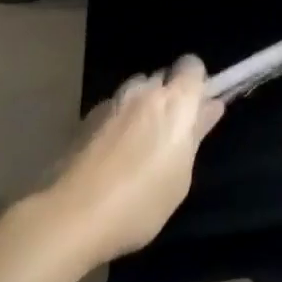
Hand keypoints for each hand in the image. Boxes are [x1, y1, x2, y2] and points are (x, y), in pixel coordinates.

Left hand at [46, 56, 224, 263]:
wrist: (70, 217)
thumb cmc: (140, 202)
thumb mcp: (181, 177)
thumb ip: (196, 135)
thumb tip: (211, 107)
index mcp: (176, 101)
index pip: (192, 65)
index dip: (196, 83)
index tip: (196, 109)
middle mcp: (144, 91)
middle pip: (162, 78)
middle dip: (167, 97)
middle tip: (167, 135)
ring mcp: (112, 102)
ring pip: (134, 92)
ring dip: (140, 108)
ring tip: (135, 147)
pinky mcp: (85, 118)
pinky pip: (111, 110)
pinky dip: (116, 124)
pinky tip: (109, 157)